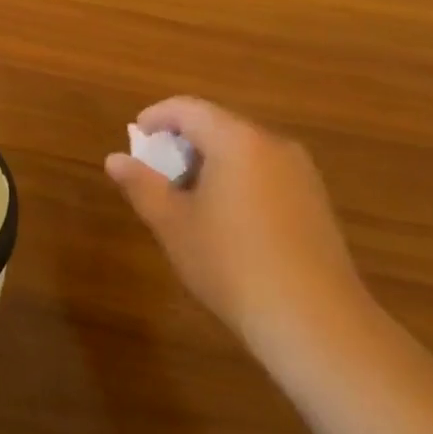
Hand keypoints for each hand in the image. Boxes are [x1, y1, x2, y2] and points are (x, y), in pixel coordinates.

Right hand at [105, 97, 372, 360]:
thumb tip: (115, 159)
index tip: (135, 140)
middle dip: (182, 143)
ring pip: (242, 150)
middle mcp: (272, 144)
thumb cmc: (232, 265)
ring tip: (187, 201)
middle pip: (217, 125)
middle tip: (156, 175)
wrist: (317, 324)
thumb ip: (141, 184)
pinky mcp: (316, 201)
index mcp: (236, 139)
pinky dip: (237, 180)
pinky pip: (265, 172)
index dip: (155, 118)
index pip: (186, 109)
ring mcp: (300, 172)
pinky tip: (227, 221)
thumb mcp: (173, 224)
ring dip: (209, 163)